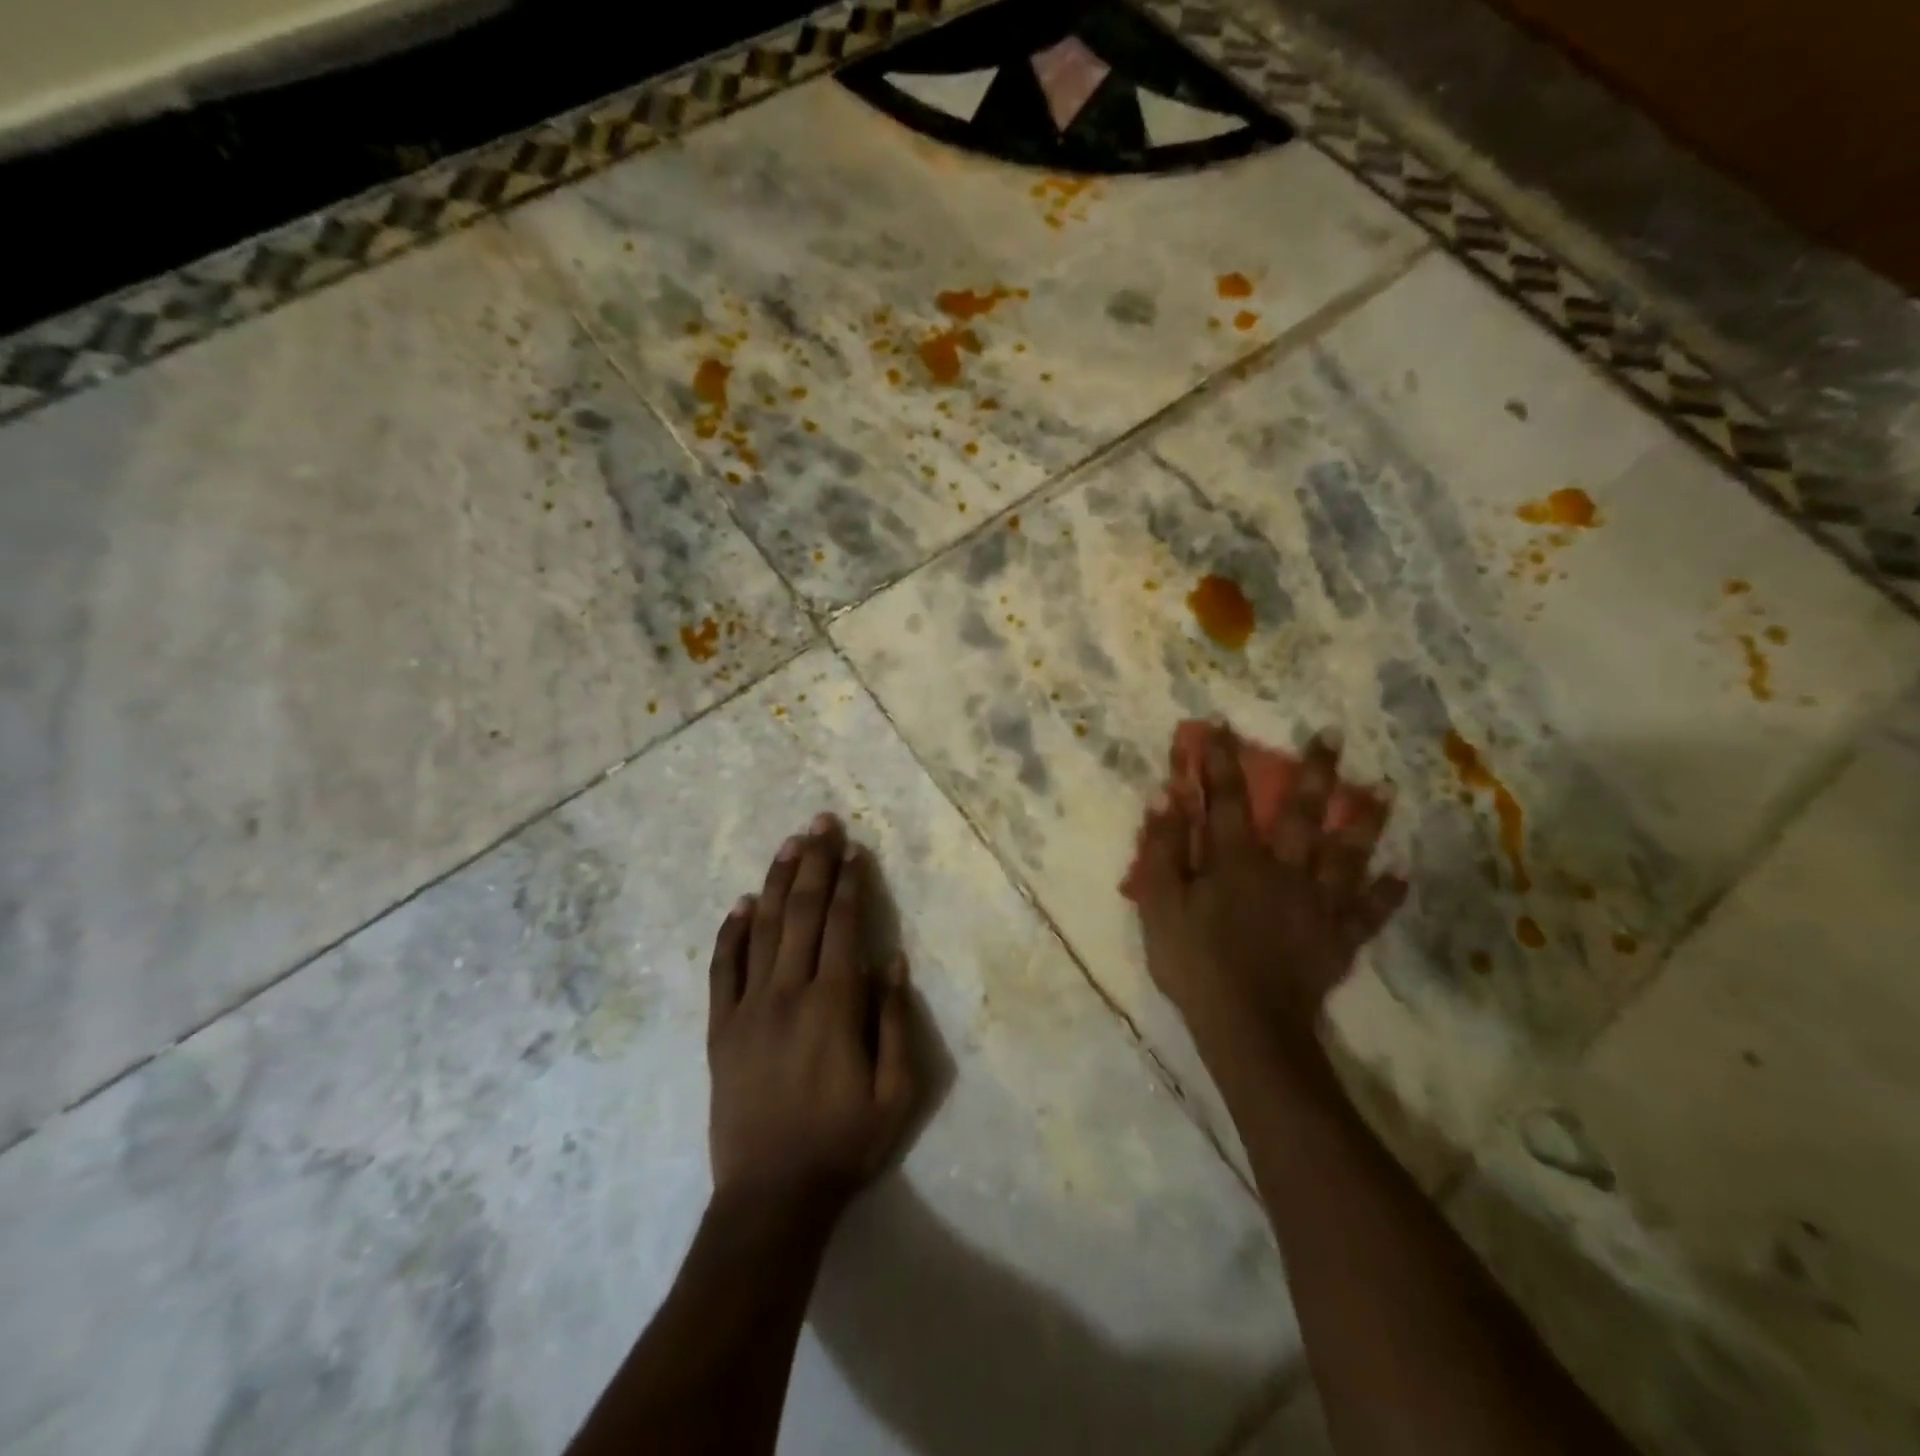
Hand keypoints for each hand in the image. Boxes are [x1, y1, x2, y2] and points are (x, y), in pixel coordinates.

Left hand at [707, 814, 918, 1219]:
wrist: (771, 1197)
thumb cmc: (843, 1144)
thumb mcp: (895, 1093)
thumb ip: (895, 1022)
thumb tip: (891, 961)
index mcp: (833, 1004)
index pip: (842, 926)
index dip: (849, 883)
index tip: (854, 849)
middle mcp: (788, 993)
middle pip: (802, 913)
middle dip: (814, 864)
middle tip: (821, 823)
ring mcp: (748, 1009)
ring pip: (762, 930)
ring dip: (776, 882)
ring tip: (788, 844)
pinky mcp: (721, 1030)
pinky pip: (723, 970)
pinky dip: (730, 934)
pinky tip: (740, 904)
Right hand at [1132, 725, 1406, 1063]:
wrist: (1247, 1026)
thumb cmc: (1195, 962)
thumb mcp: (1160, 904)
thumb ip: (1163, 849)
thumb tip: (1165, 795)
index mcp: (1235, 860)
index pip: (1225, 799)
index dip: (1222, 760)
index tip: (1223, 724)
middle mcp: (1282, 869)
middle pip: (1299, 813)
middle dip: (1312, 771)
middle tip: (1332, 735)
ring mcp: (1317, 903)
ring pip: (1346, 854)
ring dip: (1364, 820)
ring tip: (1385, 789)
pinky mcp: (1338, 937)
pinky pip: (1368, 912)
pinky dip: (1386, 894)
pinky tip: (1401, 875)